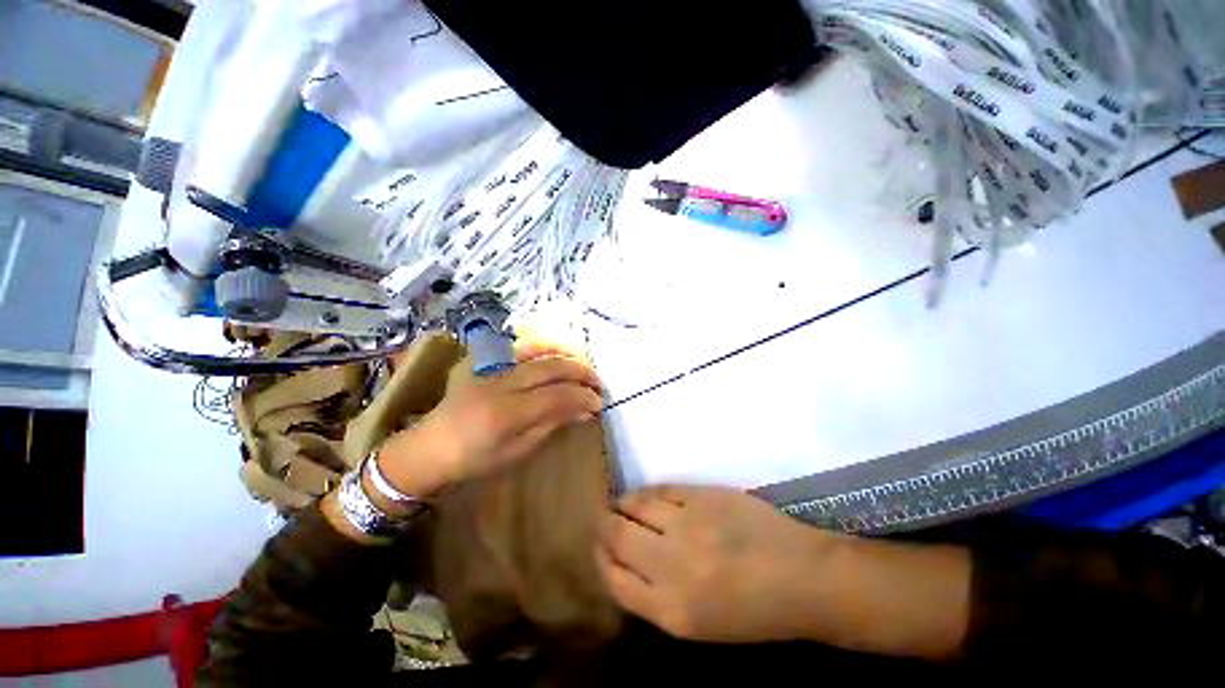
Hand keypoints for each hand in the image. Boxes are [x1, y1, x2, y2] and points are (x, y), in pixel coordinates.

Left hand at [378, 344, 602, 496]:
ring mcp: (488, 367)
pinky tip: (554, 353)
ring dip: (564, 353)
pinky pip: (517, 347)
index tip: (599, 401)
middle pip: (550, 368)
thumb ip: (551, 425)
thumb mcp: (516, 451)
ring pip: (536, 349)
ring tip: (582, 361)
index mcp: (506, 414)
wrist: (429, 447)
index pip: (556, 396)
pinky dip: (540, 347)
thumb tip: (584, 411)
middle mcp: (499, 383)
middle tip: (597, 381)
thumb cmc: (473, 460)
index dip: (582, 396)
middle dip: (580, 372)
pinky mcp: (480, 360)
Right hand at [595, 484, 838, 642]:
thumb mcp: (698, 624)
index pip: (614, 579)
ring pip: (634, 505)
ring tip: (622, 505)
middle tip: (605, 521)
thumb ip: (656, 596)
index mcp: (670, 610)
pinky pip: (661, 489)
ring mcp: (687, 524)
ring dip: (622, 504)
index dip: (601, 559)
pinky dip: (647, 492)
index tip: (600, 548)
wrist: (802, 578)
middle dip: (604, 527)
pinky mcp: (702, 495)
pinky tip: (647, 496)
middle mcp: (671, 565)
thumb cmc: (753, 612)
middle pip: (616, 536)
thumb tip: (626, 564)